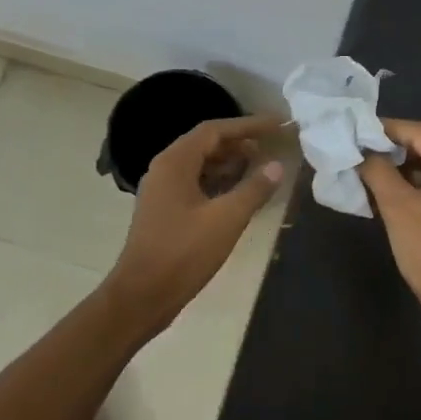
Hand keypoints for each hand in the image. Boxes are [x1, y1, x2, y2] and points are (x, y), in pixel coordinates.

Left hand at [104, 115, 284, 327]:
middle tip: (272, 146)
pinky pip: (196, 184)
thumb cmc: (184, 252)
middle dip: (241, 142)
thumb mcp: (226, 219)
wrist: (143, 295)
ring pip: (201, 165)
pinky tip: (241, 194)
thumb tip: (277, 165)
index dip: (249, 125)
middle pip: (206, 144)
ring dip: (231, 163)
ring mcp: (163, 191)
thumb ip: (254, 189)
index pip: (215, 130)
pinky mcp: (165, 211)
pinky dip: (220, 182)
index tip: (277, 124)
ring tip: (262, 167)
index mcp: (175, 162)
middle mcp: (165, 169)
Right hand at [358, 119, 420, 321]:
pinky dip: (417, 184)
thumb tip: (362, 151)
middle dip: (394, 149)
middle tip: (360, 149)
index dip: (387, 130)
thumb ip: (378, 171)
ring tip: (369, 168)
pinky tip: (389, 189)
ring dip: (403, 167)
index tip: (357, 130)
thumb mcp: (397, 206)